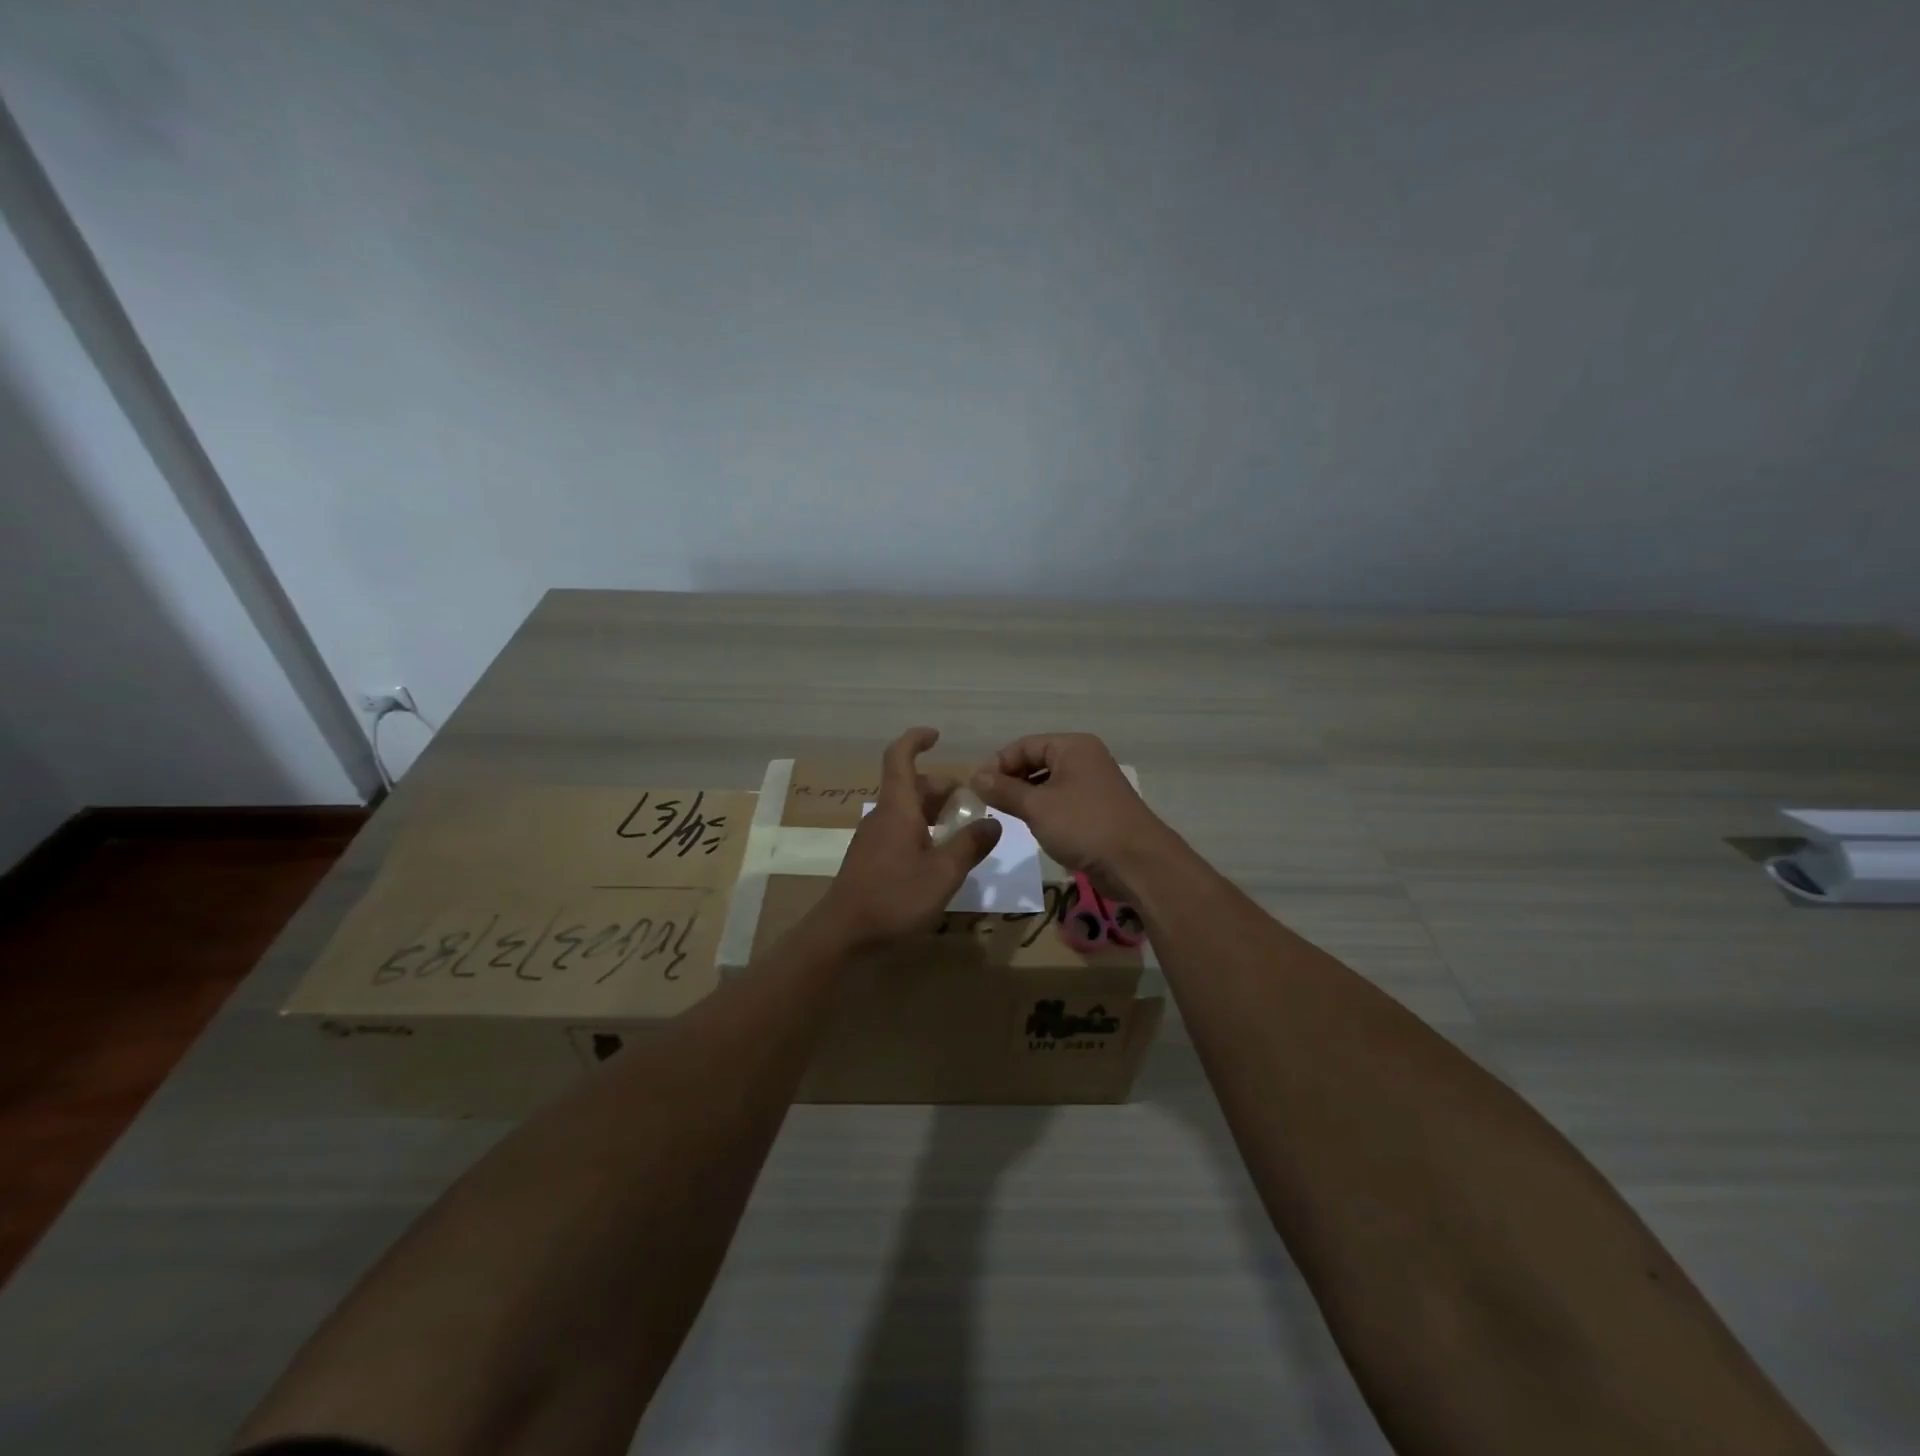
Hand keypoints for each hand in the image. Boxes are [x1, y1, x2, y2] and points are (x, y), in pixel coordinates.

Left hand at [818, 727, 1001, 948]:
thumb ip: (970, 845)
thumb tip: (993, 822)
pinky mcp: (871, 860)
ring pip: (907, 811)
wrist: (843, 935)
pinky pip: (900, 831)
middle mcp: (882, 816)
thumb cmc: (894, 898)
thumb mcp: (943, 873)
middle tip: (973, 806)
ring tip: (963, 832)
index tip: (937, 736)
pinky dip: (923, 832)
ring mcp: (873, 839)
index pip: (900, 757)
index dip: (916, 740)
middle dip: (943, 789)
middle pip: (912, 787)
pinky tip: (939, 858)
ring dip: (935, 813)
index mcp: (897, 808)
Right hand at [970, 733, 1165, 881]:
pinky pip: (1062, 800)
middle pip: (1036, 760)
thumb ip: (1004, 790)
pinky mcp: (1097, 809)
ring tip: (1006, 815)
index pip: (1024, 745)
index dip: (998, 764)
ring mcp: (1093, 784)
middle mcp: (1084, 758)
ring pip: (1048, 782)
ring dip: (1025, 796)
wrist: (1137, 863)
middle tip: (988, 803)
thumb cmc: (1084, 825)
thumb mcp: (1037, 807)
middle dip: (1011, 779)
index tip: (977, 788)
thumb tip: (975, 777)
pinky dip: (1043, 809)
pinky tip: (1032, 825)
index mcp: (1073, 746)